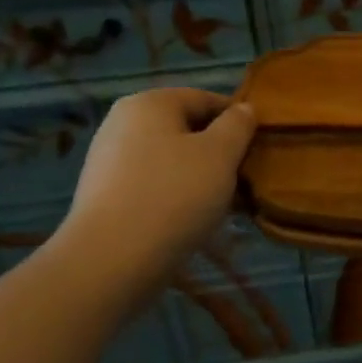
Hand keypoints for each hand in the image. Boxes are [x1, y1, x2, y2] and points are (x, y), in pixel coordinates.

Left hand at [61, 89, 256, 277]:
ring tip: (222, 206)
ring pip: (171, 160)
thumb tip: (244, 109)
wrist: (109, 263)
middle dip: (218, 152)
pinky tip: (191, 222)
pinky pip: (152, 186)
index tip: (258, 150)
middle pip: (186, 130)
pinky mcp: (103, 197)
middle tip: (242, 180)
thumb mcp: (221, 154)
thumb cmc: (173, 195)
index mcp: (150, 102)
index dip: (238, 121)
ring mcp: (108, 161)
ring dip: (199, 178)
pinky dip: (175, 197)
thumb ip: (238, 125)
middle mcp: (122, 123)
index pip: (206, 99)